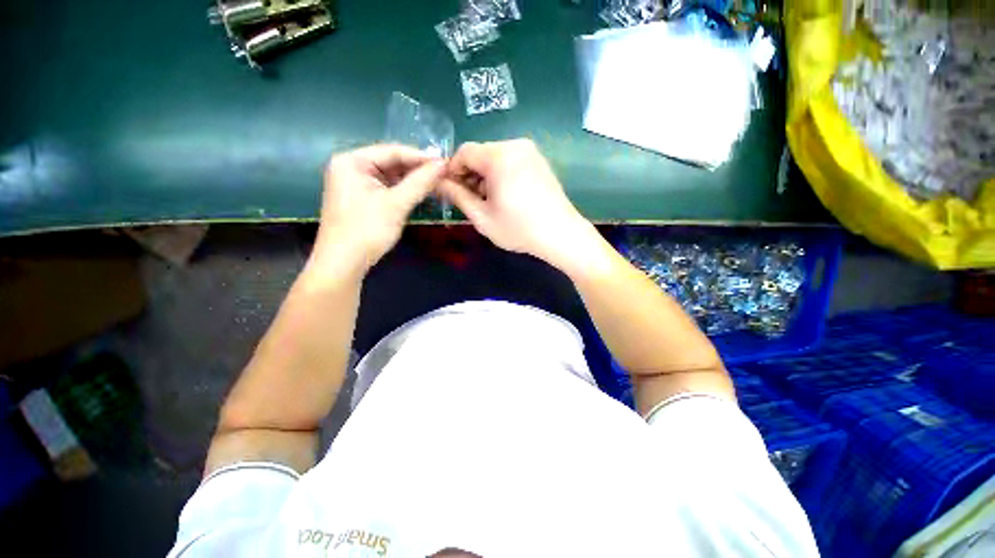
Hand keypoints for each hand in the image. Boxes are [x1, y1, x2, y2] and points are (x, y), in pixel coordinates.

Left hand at [312, 144, 444, 273]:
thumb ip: (420, 182)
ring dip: (412, 181)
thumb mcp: (396, 204)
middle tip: (443, 175)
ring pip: (390, 176)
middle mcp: (350, 167)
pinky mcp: (360, 199)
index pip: (392, 151)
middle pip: (390, 162)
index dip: (420, 157)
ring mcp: (354, 184)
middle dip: (417, 170)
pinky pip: (386, 188)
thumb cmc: (367, 230)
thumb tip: (443, 164)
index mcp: (352, 161)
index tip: (445, 163)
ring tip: (436, 184)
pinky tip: (419, 194)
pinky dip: (403, 191)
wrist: (344, 263)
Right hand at [439, 139, 597, 271]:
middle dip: (470, 174)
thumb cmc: (518, 229)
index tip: (451, 190)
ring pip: (496, 157)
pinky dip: (501, 175)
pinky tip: (505, 196)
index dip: (452, 170)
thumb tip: (438, 182)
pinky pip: (511, 161)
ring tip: (489, 201)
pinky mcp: (540, 161)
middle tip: (470, 200)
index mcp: (499, 156)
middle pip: (481, 153)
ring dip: (485, 176)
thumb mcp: (482, 217)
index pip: (464, 152)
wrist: (561, 235)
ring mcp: (531, 152)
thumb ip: (457, 196)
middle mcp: (515, 146)